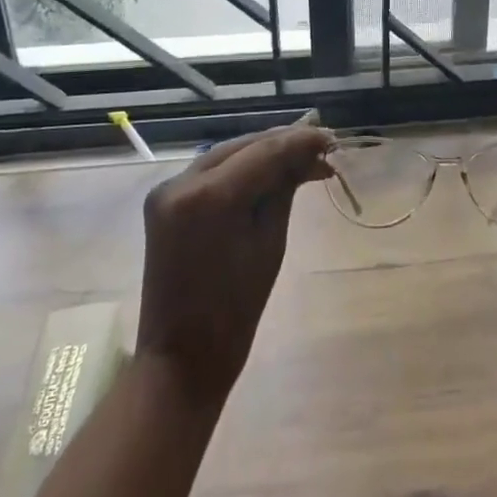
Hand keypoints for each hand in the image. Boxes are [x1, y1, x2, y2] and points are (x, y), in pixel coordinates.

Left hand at [135, 125, 333, 405]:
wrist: (182, 358)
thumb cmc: (235, 310)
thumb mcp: (270, 242)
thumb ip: (285, 189)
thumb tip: (308, 155)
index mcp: (208, 197)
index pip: (263, 152)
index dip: (300, 141)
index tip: (331, 138)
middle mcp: (180, 182)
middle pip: (242, 147)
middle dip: (282, 143)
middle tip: (322, 147)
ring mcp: (167, 190)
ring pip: (226, 155)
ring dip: (262, 153)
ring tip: (302, 157)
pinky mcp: (164, 201)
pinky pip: (210, 173)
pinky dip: (240, 169)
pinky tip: (269, 171)